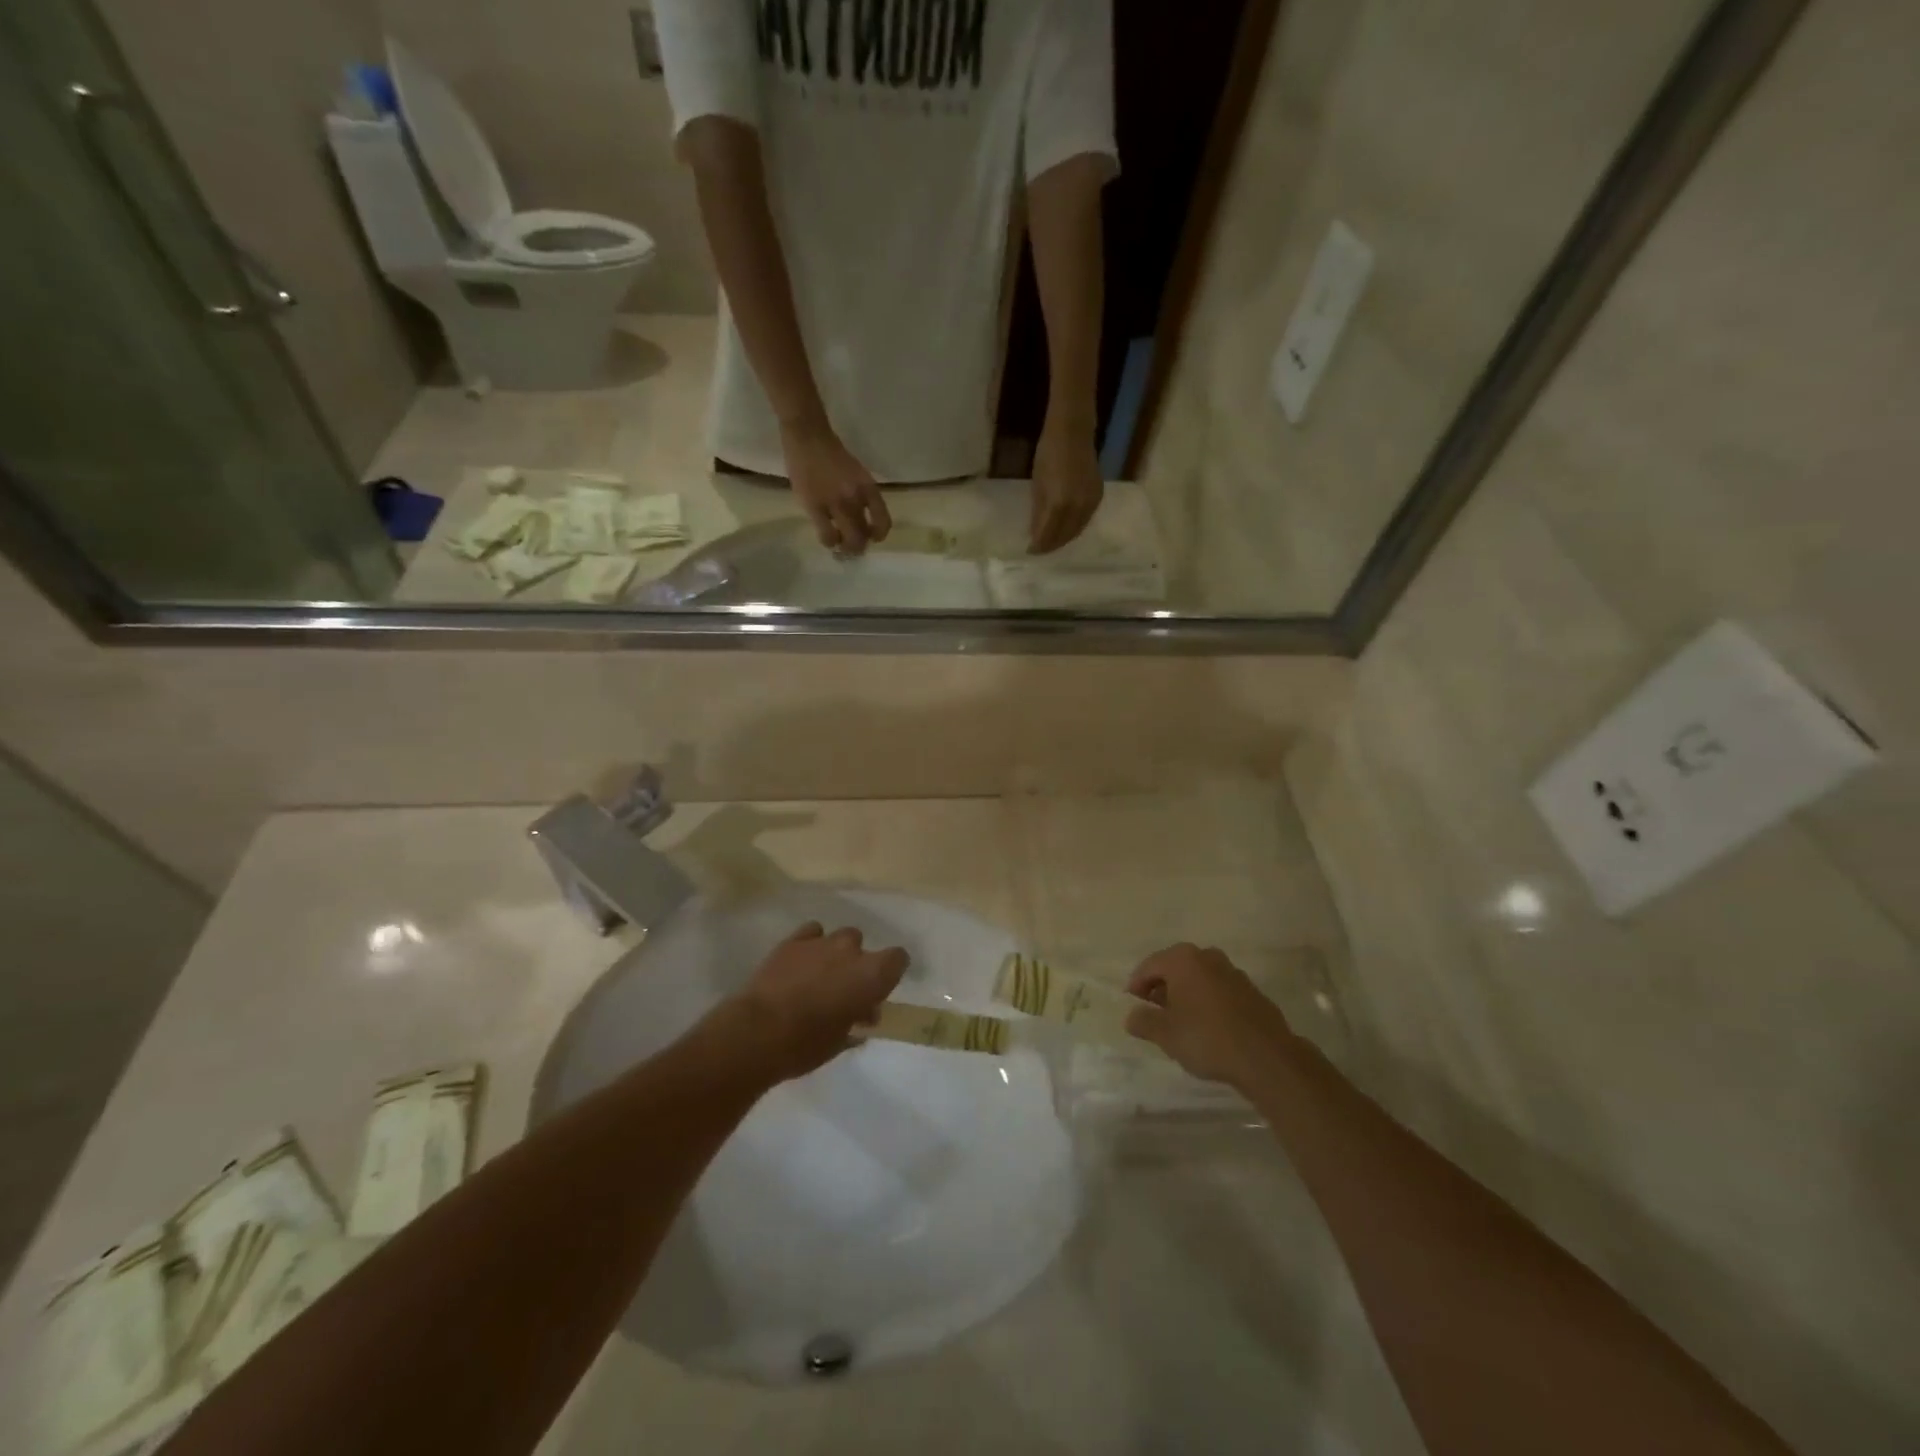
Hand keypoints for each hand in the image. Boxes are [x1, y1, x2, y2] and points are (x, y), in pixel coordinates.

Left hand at [721, 922, 908, 1081]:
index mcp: (872, 975)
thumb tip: (862, 1015)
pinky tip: (802, 961)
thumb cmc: (807, 1044)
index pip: (898, 958)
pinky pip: (811, 932)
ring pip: (838, 937)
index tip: (881, 989)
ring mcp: (821, 942)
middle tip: (844, 990)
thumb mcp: (841, 1041)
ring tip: (820, 975)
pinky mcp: (792, 942)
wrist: (758, 1032)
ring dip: (834, 953)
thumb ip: (856, 1022)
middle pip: (862, 946)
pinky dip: (811, 944)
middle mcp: (851, 951)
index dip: (892, 971)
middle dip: (856, 964)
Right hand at [781, 420, 891, 554]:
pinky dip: (829, 541)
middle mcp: (855, 499)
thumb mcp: (857, 474)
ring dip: (846, 548)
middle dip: (860, 546)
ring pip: (847, 540)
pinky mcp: (814, 507)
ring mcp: (835, 504)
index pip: (883, 521)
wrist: (808, 437)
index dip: (879, 535)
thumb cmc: (833, 454)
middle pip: (864, 536)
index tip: (873, 537)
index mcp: (868, 488)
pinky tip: (828, 538)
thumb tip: (862, 520)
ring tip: (840, 545)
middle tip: (854, 546)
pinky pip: (827, 536)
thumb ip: (862, 496)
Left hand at [1028, 417, 1103, 553]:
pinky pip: (1086, 520)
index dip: (1039, 545)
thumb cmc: (1048, 453)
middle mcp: (1078, 507)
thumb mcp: (1038, 484)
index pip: (1049, 534)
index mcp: (1059, 504)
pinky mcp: (1098, 496)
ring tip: (1052, 542)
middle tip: (1041, 550)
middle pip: (1065, 536)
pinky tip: (1067, 528)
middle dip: (1052, 545)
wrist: (1073, 432)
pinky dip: (1075, 528)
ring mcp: (1091, 502)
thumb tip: (1036, 533)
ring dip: (1064, 539)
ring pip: (1077, 530)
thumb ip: (1039, 511)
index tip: (1030, 551)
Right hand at [1125, 944, 1296, 1088]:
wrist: (1267, 1058)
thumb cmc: (1207, 1039)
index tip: (1132, 1003)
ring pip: (1199, 978)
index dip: (1137, 984)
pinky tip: (1207, 1026)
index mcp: (1183, 959)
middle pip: (1175, 968)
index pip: (1149, 965)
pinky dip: (1207, 1002)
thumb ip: (1143, 1021)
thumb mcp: (1165, 1034)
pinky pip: (1219, 990)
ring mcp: (1233, 973)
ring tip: (1180, 1020)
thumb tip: (1131, 1016)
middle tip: (1153, 1010)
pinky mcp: (1252, 992)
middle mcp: (1208, 957)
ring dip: (1186, 994)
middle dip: (1162, 987)